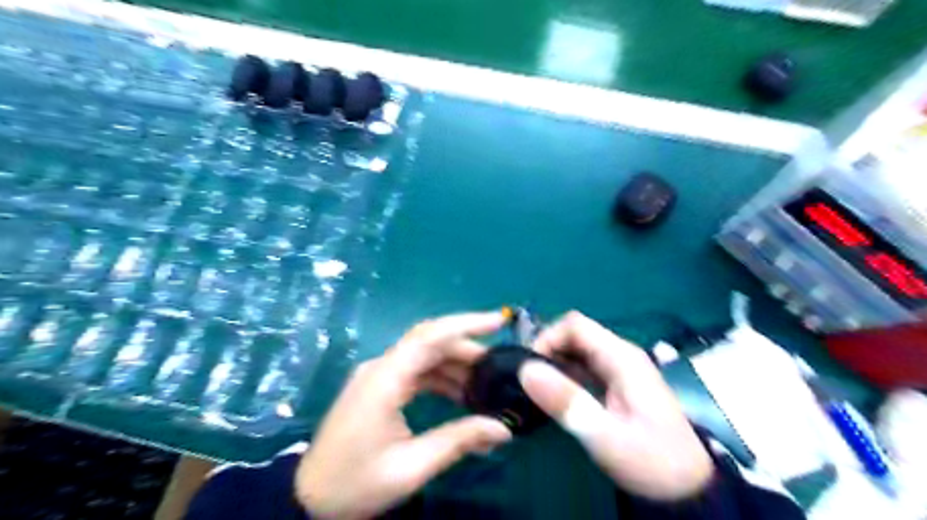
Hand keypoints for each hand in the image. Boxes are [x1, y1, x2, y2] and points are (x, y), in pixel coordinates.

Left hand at [298, 311, 513, 518]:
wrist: (309, 498)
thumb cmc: (355, 483)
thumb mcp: (410, 467)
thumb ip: (458, 441)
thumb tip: (503, 429)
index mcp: (384, 379)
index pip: (430, 337)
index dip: (466, 324)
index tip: (498, 321)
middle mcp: (381, 367)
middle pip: (430, 342)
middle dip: (467, 348)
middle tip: (499, 365)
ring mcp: (378, 375)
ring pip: (425, 356)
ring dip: (456, 364)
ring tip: (486, 383)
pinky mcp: (379, 386)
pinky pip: (416, 371)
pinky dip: (441, 377)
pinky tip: (461, 394)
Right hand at [521, 311, 710, 500]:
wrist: (688, 488)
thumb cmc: (650, 460)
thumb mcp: (605, 435)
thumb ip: (566, 401)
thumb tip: (525, 370)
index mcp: (621, 357)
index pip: (575, 325)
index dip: (547, 338)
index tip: (529, 369)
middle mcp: (620, 355)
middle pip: (575, 335)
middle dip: (547, 352)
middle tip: (529, 384)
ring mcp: (619, 369)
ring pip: (577, 351)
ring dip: (554, 365)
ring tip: (537, 392)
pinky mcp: (617, 384)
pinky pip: (583, 368)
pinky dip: (564, 376)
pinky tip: (556, 398)